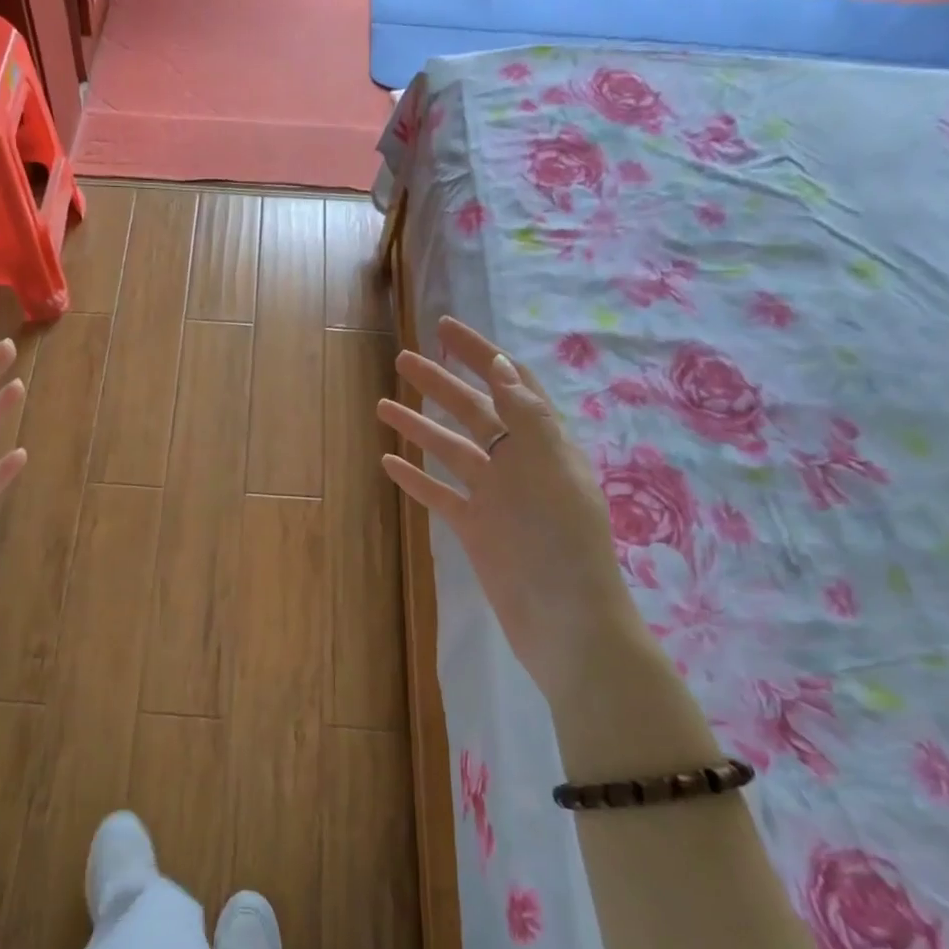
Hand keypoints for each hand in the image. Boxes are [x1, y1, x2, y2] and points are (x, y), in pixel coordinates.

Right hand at [377, 316, 646, 698]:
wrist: (566, 621)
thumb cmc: (563, 542)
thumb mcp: (550, 469)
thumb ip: (526, 417)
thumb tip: (502, 366)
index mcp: (543, 442)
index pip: (510, 383)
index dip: (481, 352)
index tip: (445, 327)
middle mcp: (519, 463)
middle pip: (474, 410)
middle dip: (441, 382)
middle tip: (403, 358)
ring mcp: (495, 497)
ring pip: (450, 450)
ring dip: (419, 426)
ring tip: (383, 405)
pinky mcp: (475, 529)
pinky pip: (439, 494)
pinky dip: (415, 478)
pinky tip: (388, 462)